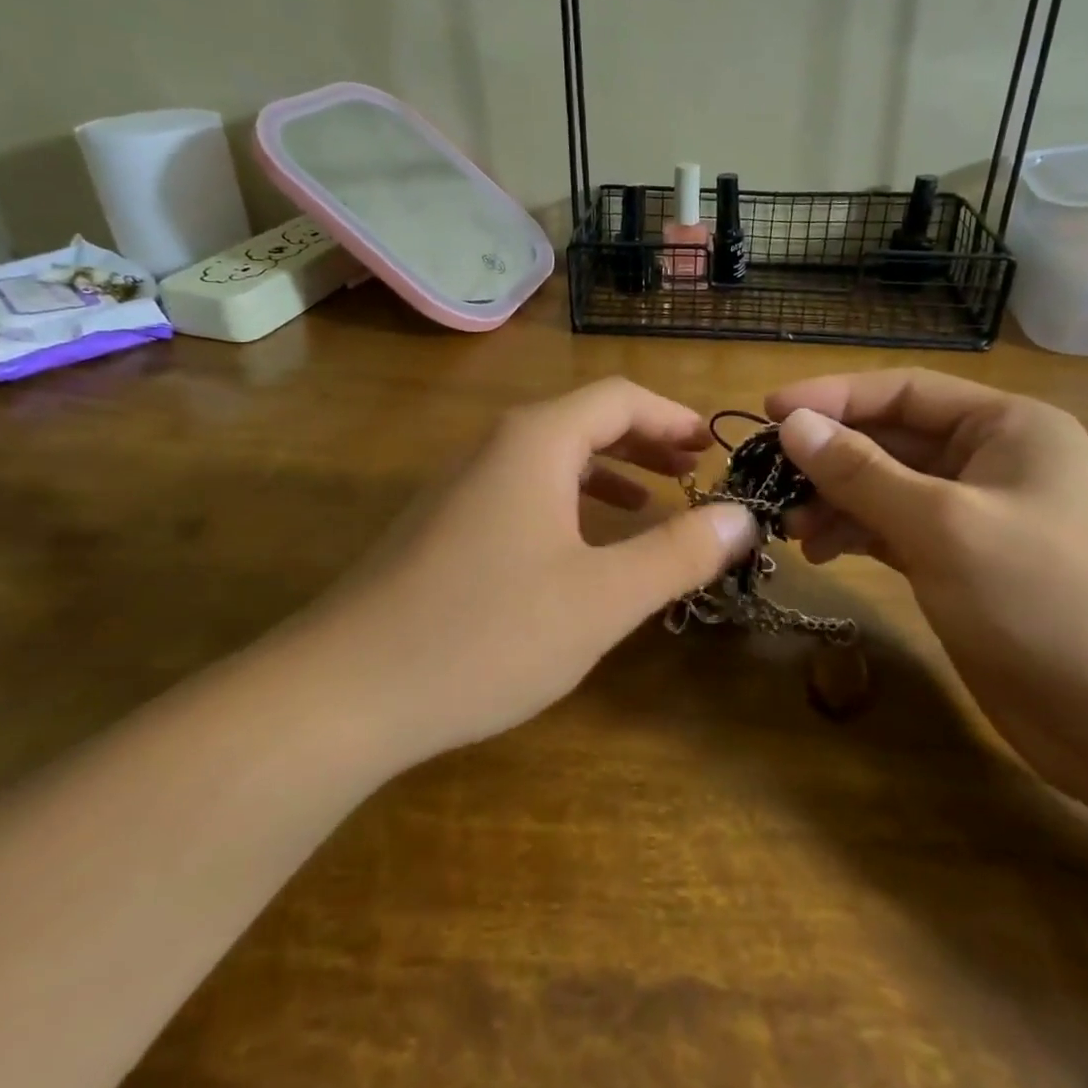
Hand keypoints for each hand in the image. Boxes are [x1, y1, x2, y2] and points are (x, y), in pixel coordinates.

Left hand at [312, 378, 757, 764]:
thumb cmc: (487, 633)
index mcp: (536, 442)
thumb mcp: (601, 598)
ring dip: (608, 470)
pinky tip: (582, 545)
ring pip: (551, 457)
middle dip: (645, 440)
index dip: (672, 415)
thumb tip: (741, 517)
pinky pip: (523, 490)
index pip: (619, 397)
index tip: (713, 446)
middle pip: (584, 420)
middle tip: (693, 470)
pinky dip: (568, 501)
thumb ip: (677, 553)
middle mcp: (496, 447)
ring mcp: (462, 485)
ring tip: (653, 501)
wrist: (345, 690)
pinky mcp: (443, 525)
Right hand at [766, 369, 1087, 801]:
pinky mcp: (958, 561)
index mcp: (1005, 426)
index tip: (769, 410)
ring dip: (833, 499)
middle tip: (765, 475)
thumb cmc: (1044, 599)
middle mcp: (989, 459)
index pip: (903, 390)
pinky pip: (891, 528)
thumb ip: (861, 472)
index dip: (833, 396)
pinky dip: (853, 533)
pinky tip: (818, 551)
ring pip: (884, 486)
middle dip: (828, 456)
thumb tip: (791, 424)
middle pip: (890, 438)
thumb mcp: (942, 525)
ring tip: (787, 524)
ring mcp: (973, 513)